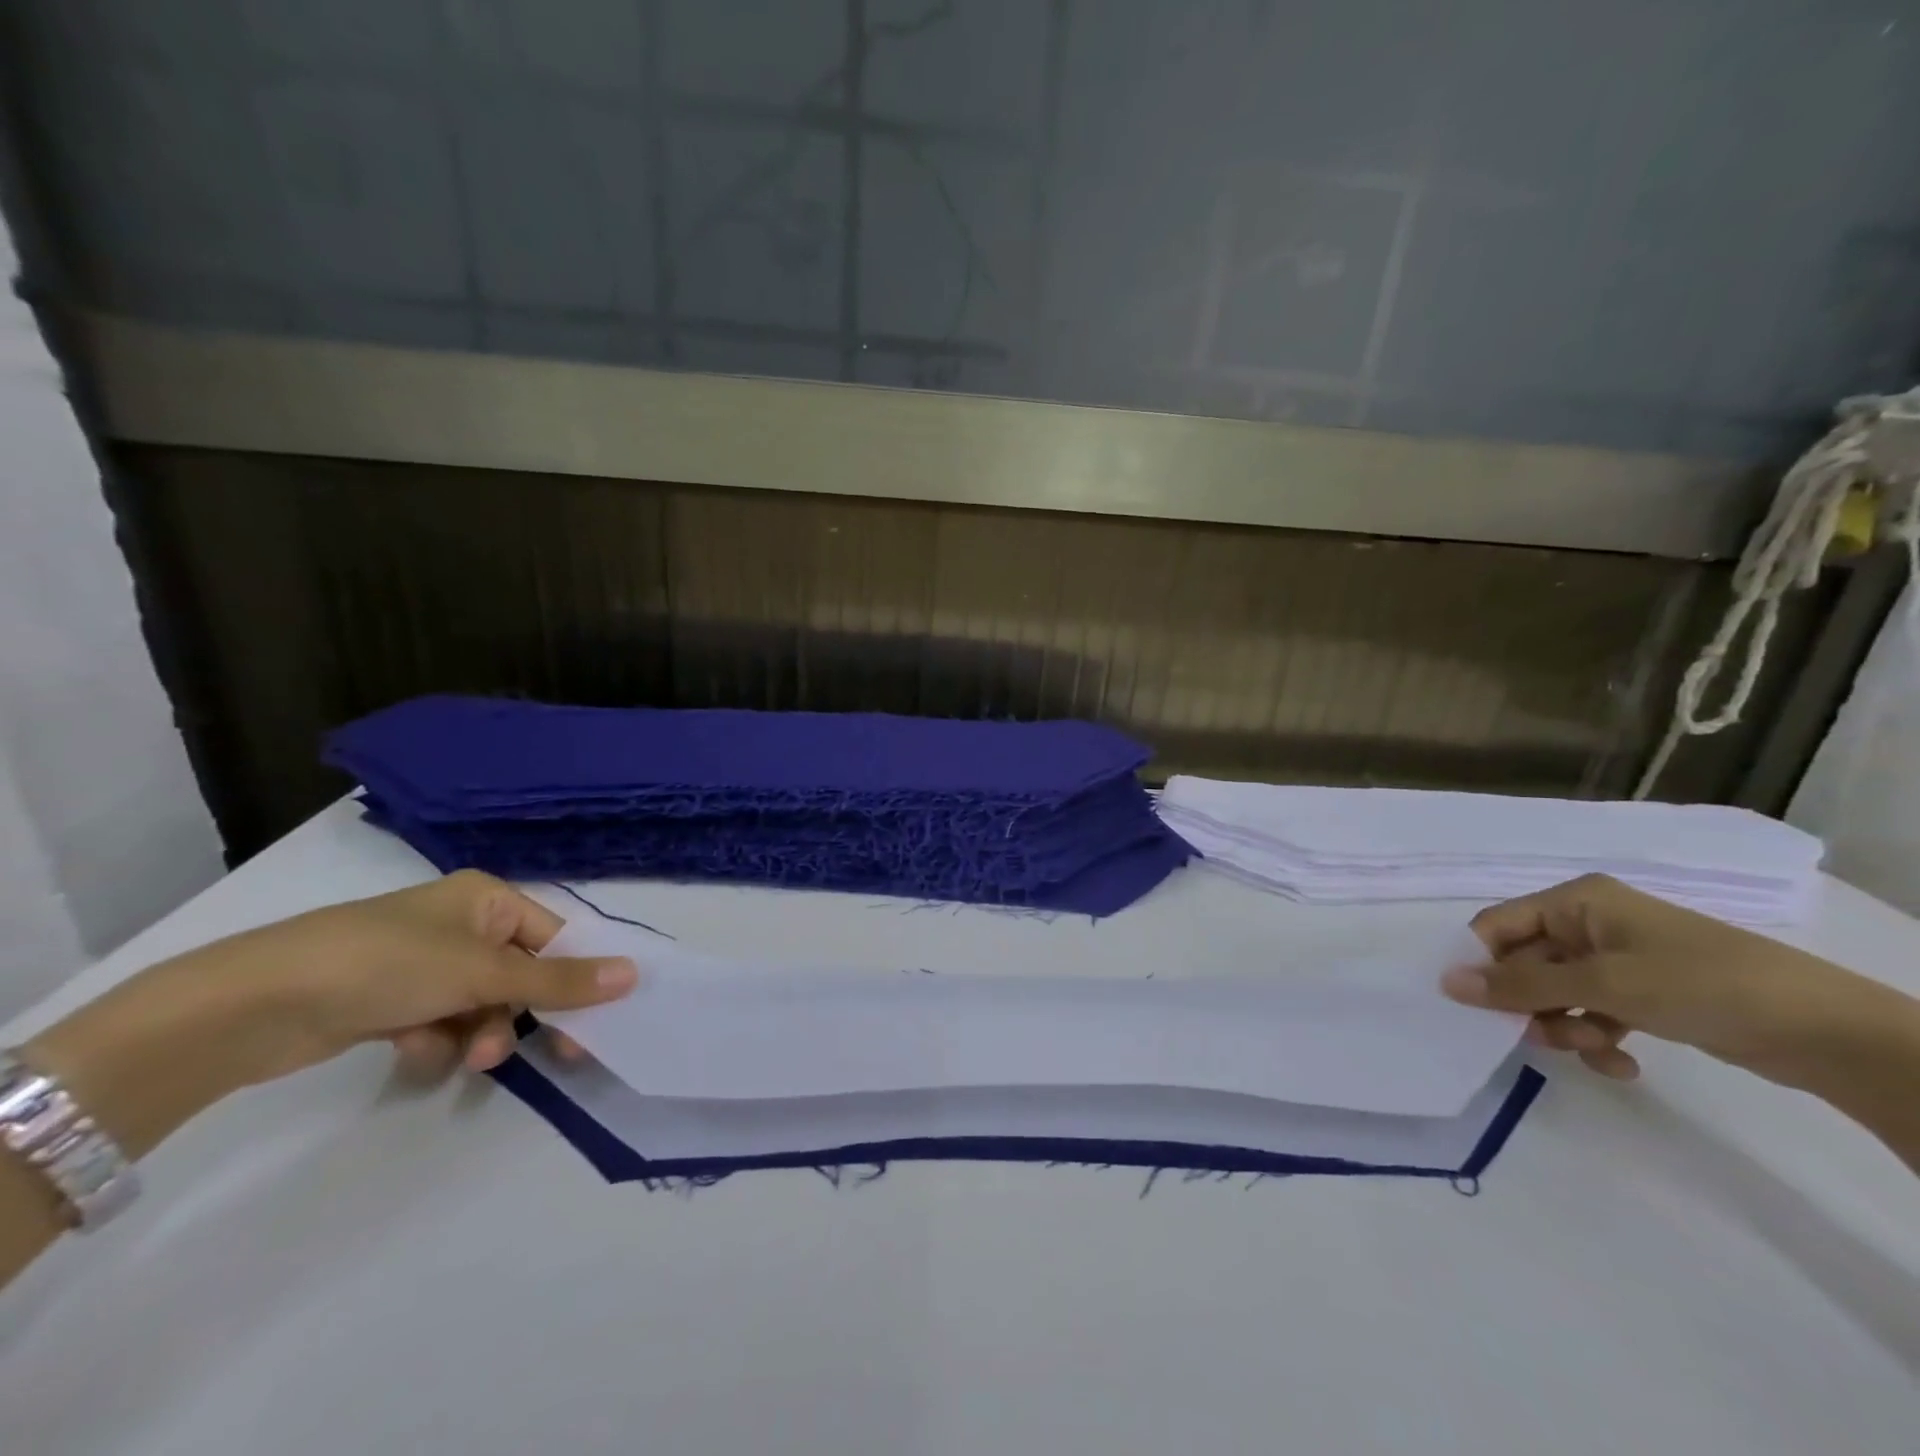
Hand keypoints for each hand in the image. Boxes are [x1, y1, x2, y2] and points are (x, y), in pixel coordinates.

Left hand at [26, 871, 638, 1147]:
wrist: (256, 1003)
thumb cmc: (389, 964)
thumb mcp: (484, 972)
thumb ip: (560, 981)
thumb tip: (633, 976)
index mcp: (488, 900)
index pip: (556, 937)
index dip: (577, 979)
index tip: (595, 1025)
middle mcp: (461, 925)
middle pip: (521, 975)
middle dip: (523, 1015)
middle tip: (549, 1055)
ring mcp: (424, 963)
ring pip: (482, 1005)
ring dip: (481, 1034)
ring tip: (465, 1058)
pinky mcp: (391, 999)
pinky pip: (441, 1021)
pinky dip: (437, 1040)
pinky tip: (412, 1048)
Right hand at [1439, 873, 1884, 1082]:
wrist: (1825, 1030)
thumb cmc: (1700, 984)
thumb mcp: (1603, 984)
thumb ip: (1521, 985)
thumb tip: (1447, 983)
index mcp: (1575, 902)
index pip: (1497, 926)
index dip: (1481, 963)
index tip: (1475, 1008)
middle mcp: (1589, 924)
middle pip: (1526, 964)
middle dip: (1533, 1006)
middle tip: (1544, 1038)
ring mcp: (1618, 960)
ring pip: (1557, 994)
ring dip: (1566, 1027)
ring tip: (1597, 1050)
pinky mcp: (1644, 994)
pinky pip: (1593, 1013)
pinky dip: (1597, 1039)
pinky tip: (1622, 1064)